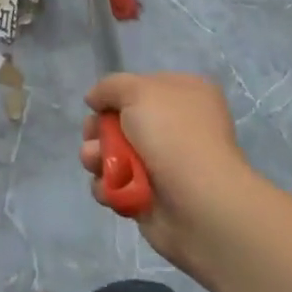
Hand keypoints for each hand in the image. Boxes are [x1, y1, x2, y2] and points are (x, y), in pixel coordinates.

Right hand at [81, 72, 263, 273]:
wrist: (199, 205)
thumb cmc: (172, 135)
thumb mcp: (137, 90)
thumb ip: (110, 86)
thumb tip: (94, 99)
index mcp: (186, 95)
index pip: (142, 86)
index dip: (118, 95)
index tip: (101, 104)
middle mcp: (177, 127)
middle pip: (121, 121)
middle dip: (99, 129)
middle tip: (92, 136)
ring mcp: (164, 164)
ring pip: (113, 153)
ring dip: (96, 156)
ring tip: (95, 163)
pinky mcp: (150, 197)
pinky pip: (116, 184)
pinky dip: (107, 185)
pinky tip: (109, 188)